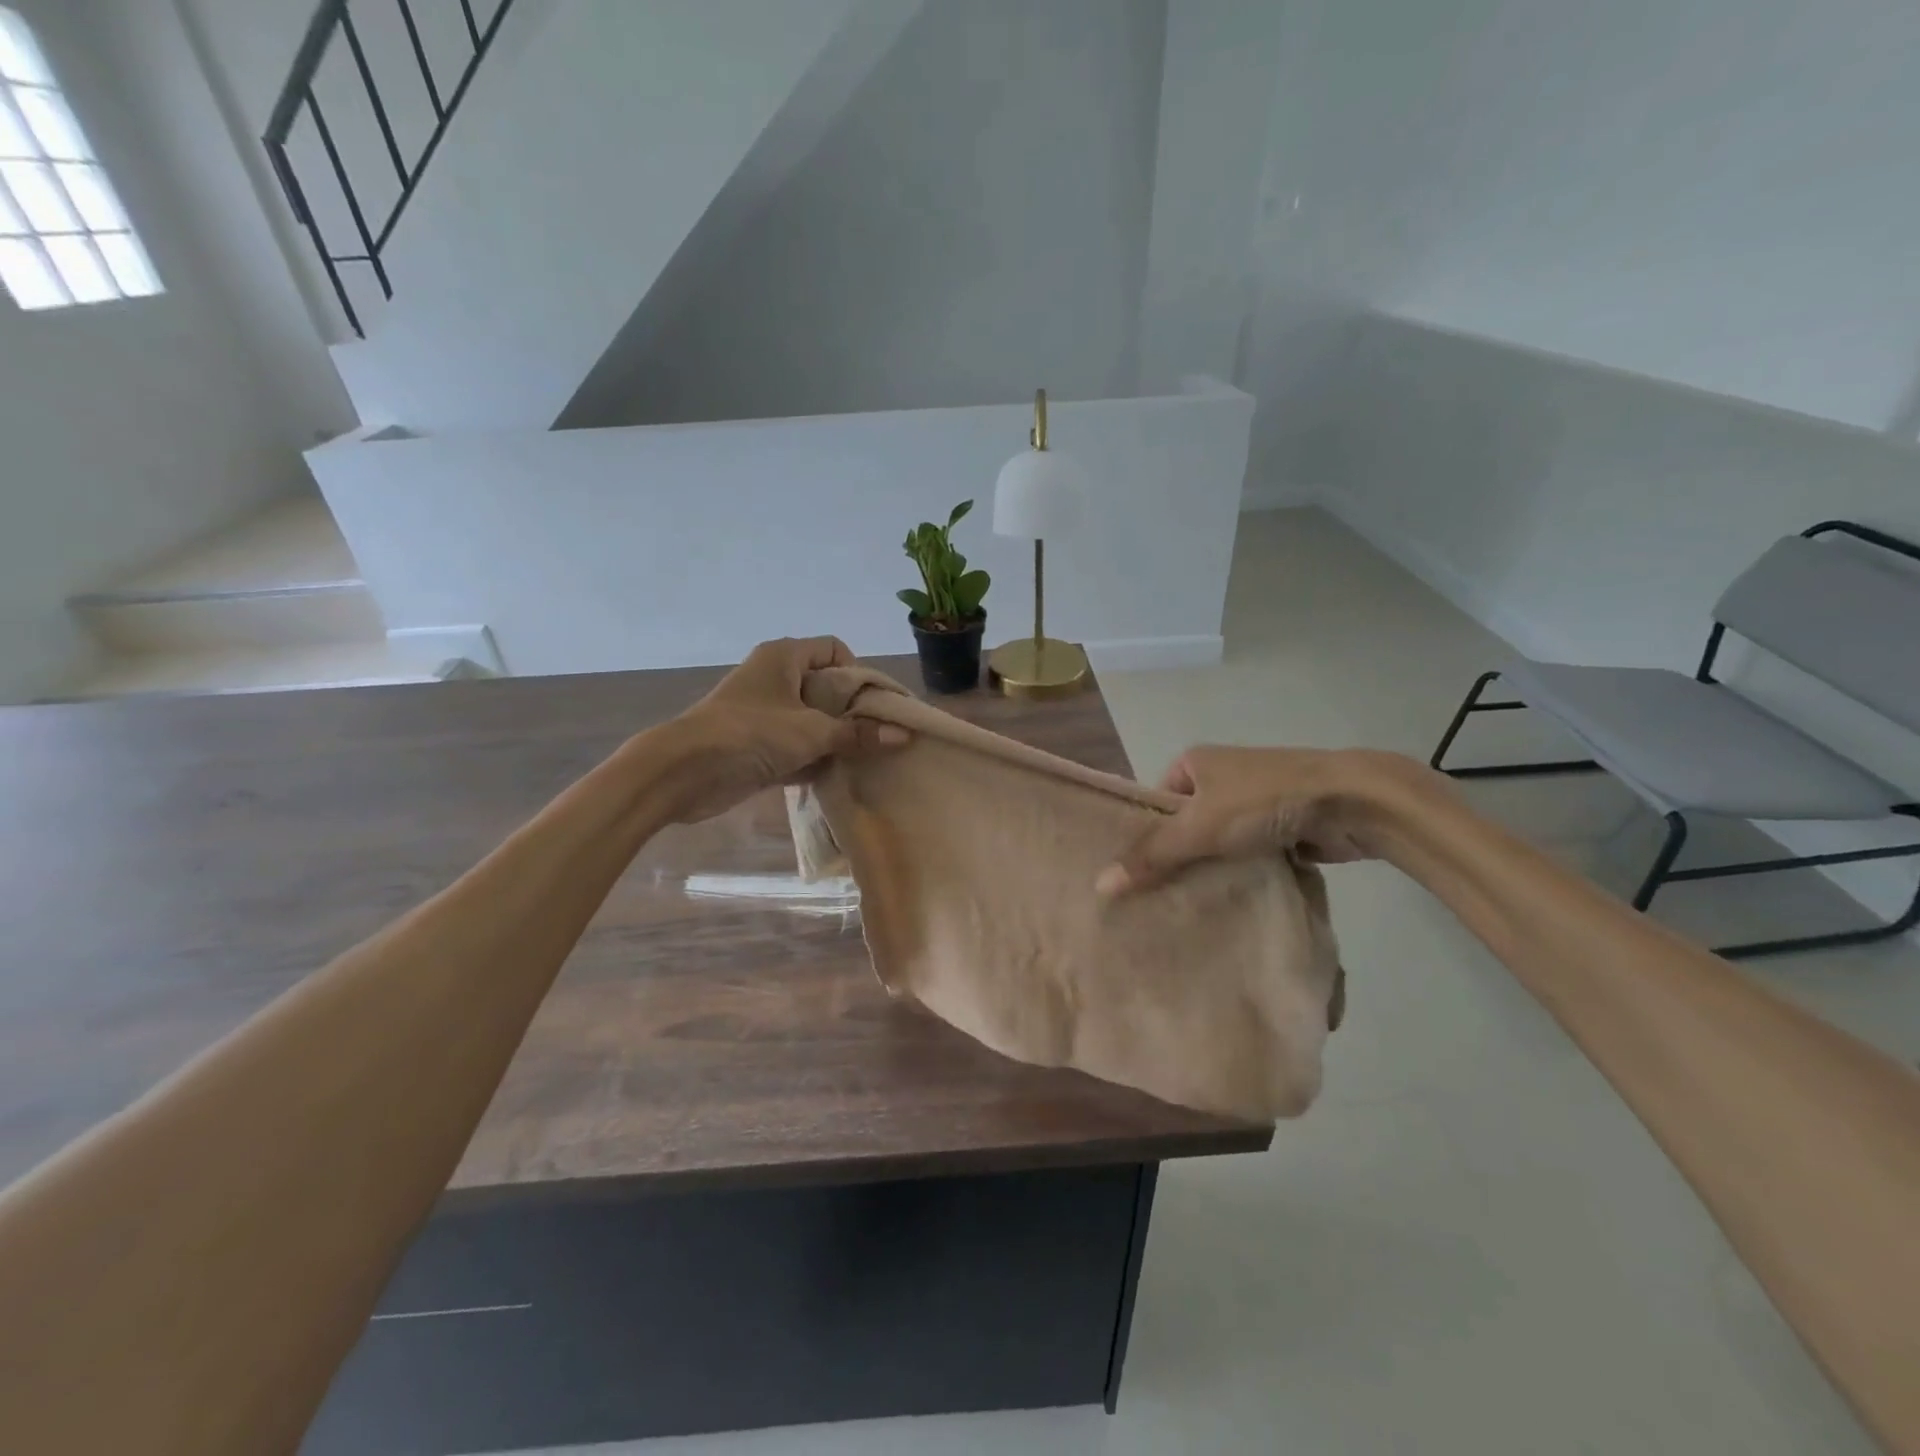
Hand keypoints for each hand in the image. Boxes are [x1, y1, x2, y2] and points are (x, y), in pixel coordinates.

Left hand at [663, 637, 907, 823]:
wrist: (684, 772)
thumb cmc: (751, 734)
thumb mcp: (811, 732)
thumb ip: (857, 734)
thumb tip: (903, 735)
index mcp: (785, 657)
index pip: (834, 650)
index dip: (858, 673)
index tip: (874, 705)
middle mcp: (775, 678)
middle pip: (826, 687)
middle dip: (852, 712)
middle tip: (877, 737)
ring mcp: (764, 712)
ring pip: (812, 720)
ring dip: (835, 739)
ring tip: (864, 759)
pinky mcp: (757, 744)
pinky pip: (796, 746)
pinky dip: (814, 759)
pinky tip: (837, 777)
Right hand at [1096, 745, 1435, 894]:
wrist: (1351, 800)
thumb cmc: (1264, 800)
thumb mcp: (1199, 827)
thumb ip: (1152, 856)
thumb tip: (1099, 885)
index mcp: (1195, 762)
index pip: (1154, 801)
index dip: (1143, 835)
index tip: (1132, 874)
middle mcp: (1222, 777)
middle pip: (1185, 824)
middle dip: (1175, 857)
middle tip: (1151, 899)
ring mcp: (1255, 802)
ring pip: (1218, 843)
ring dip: (1210, 869)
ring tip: (1182, 908)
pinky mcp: (1283, 826)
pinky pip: (1248, 855)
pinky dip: (1240, 875)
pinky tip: (1224, 906)